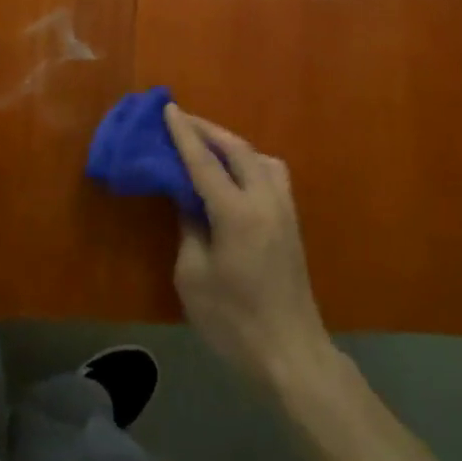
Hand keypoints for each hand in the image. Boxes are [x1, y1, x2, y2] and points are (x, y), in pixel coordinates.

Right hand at [165, 103, 334, 389]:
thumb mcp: (193, 276)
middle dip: (208, 130)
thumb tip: (188, 199)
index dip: (184, 134)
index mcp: (237, 213)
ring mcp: (284, 209)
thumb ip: (189, 227)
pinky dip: (250, 160)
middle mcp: (265, 200)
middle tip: (182, 119)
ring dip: (232, 143)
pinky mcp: (292, 221)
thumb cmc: (233, 321)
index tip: (168, 108)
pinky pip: (272, 173)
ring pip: (260, 156)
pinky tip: (236, 173)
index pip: (205, 161)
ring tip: (207, 144)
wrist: (290, 352)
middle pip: (237, 149)